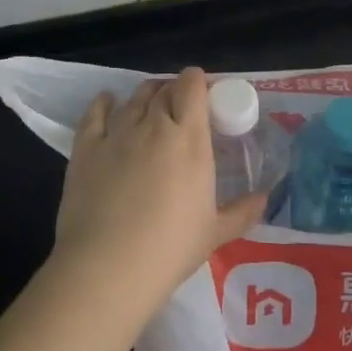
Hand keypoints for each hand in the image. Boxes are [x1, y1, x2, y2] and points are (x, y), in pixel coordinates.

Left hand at [53, 67, 266, 302]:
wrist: (107, 268)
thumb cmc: (170, 249)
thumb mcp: (215, 232)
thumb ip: (243, 211)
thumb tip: (266, 197)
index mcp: (189, 139)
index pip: (192, 86)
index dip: (198, 82)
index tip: (204, 94)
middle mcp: (153, 125)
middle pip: (163, 90)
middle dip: (174, 91)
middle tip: (180, 109)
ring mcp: (116, 134)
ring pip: (133, 98)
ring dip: (145, 96)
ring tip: (150, 108)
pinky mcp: (86, 148)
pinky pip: (94, 112)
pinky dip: (104, 102)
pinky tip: (108, 103)